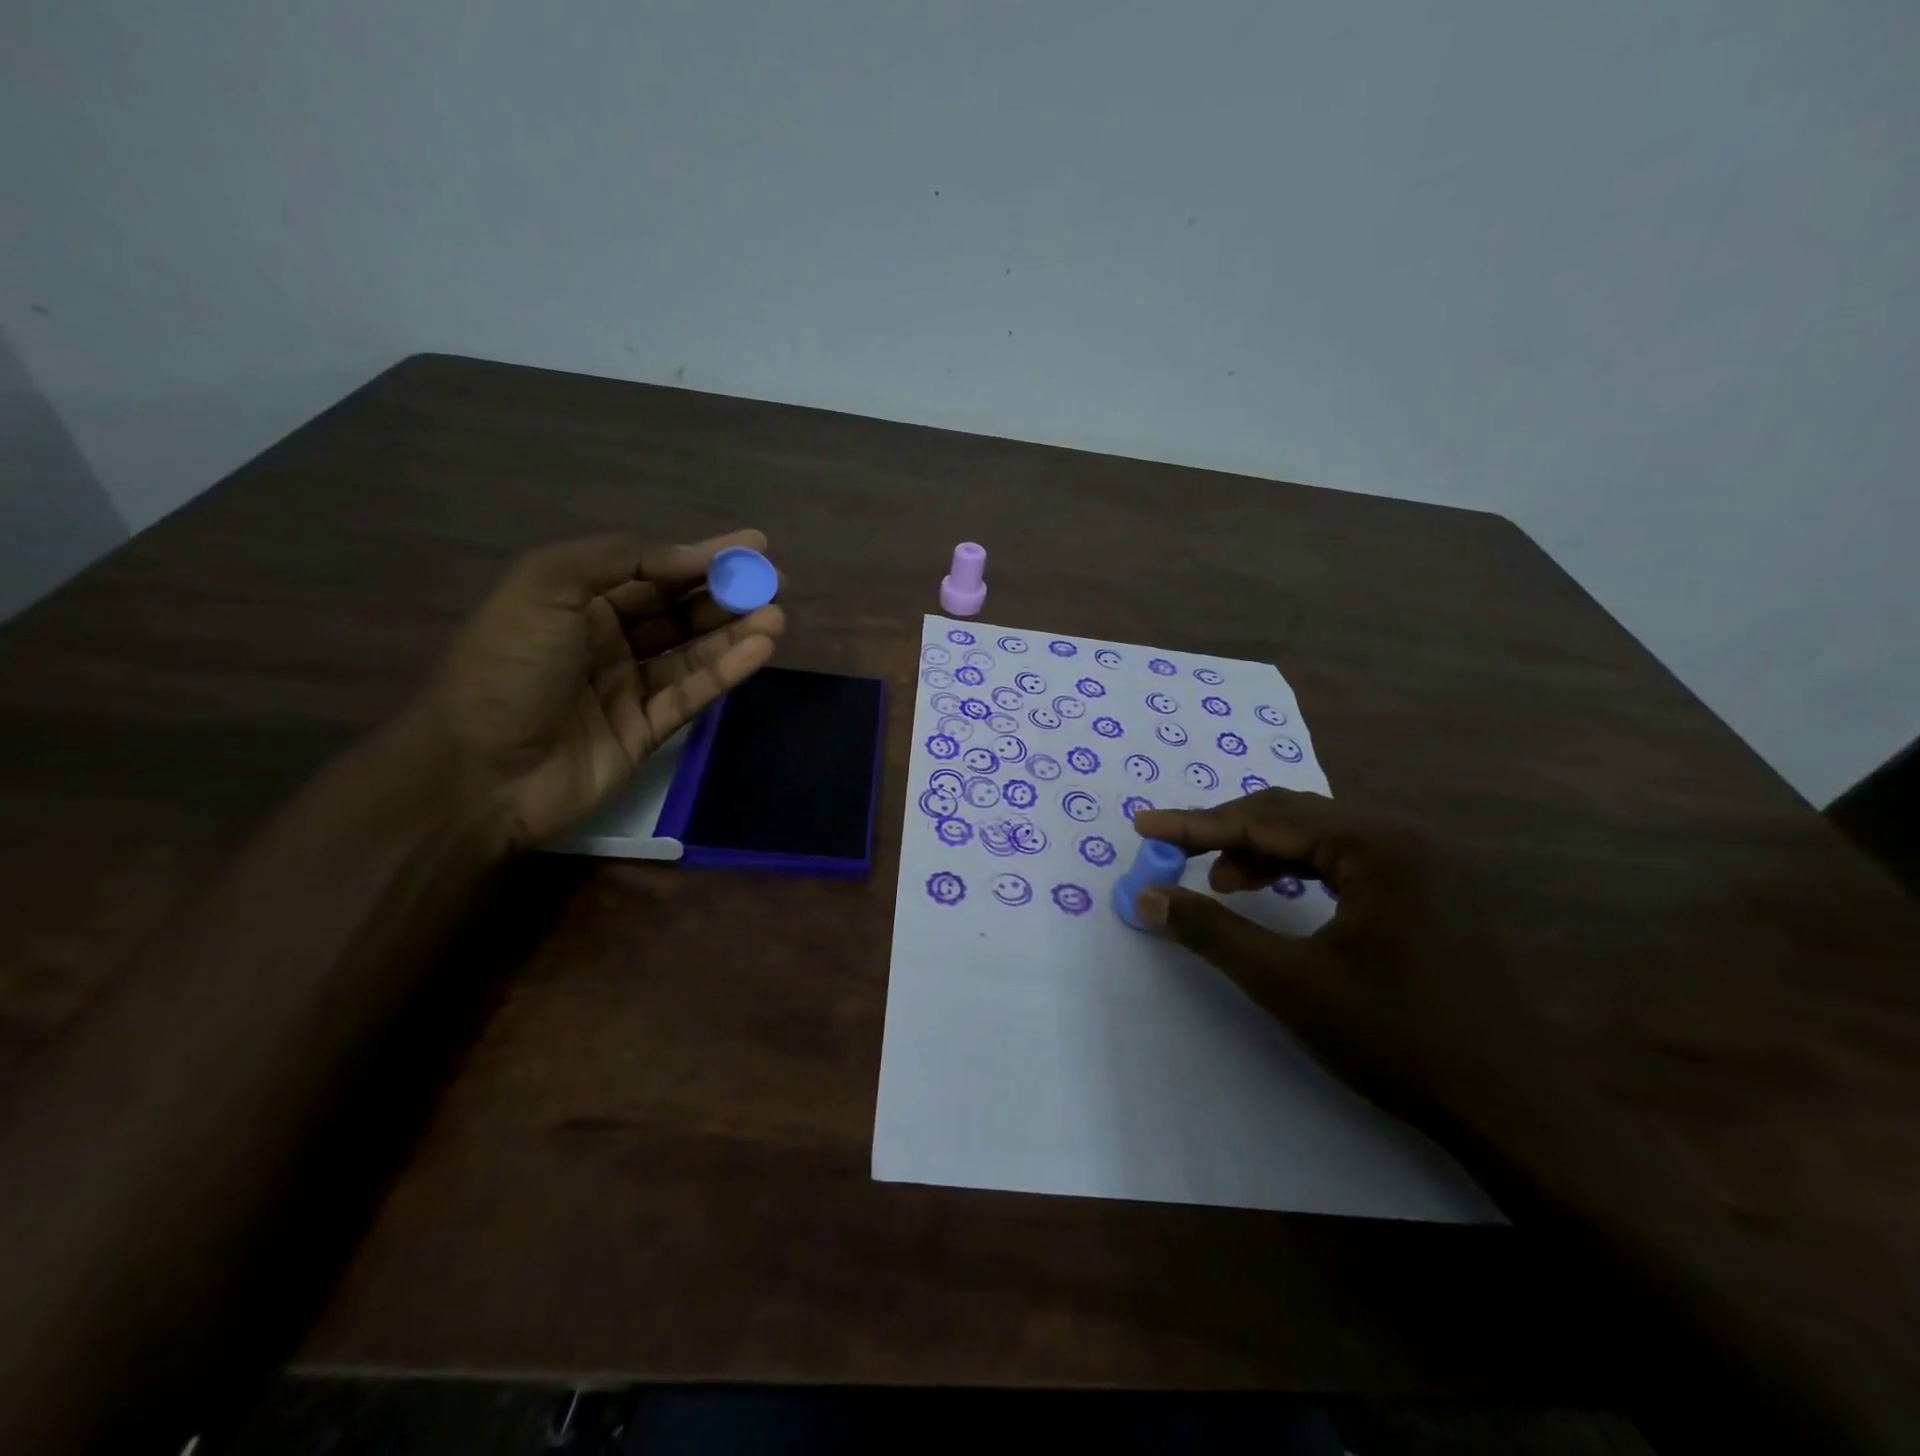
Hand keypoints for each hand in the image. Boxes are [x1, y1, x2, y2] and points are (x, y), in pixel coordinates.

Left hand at [412, 529, 785, 849]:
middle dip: (727, 593)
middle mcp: (605, 639)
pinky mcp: (647, 730)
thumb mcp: (548, 584)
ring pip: (693, 652)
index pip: (651, 570)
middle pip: (678, 610)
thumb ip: (621, 558)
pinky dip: (727, 670)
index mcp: (575, 600)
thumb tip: (691, 558)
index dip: (701, 556)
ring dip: (735, 632)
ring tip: (776, 616)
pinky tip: (760, 649)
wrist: (478, 772)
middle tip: (775, 583)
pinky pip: (693, 693)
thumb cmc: (508, 666)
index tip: (754, 546)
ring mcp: (627, 687)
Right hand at [1130, 790, 1556, 1133]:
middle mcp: (1400, 839)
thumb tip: (1148, 895)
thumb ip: (1212, 931)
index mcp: (1375, 846)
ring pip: (1318, 838)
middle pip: (1292, 817)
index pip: (1264, 819)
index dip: (1195, 824)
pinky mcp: (1426, 894)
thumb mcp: (1289, 983)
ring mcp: (1420, 865)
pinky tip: (1278, 896)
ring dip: (1261, 853)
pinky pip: (1344, 863)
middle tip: (1172, 853)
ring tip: (1220, 883)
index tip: (1144, 825)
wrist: (1515, 1110)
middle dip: (1226, 833)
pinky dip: (1298, 872)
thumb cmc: (1397, 1039)